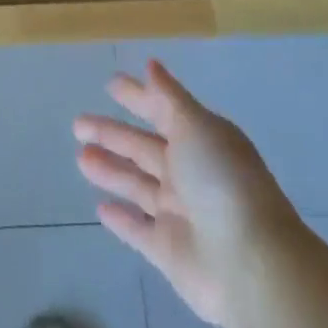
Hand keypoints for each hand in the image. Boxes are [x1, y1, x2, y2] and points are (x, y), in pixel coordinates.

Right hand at [75, 59, 302, 327]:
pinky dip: (122, 219)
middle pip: (143, 148)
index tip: (110, 84)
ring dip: (110, 170)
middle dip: (112, 134)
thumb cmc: (221, 180)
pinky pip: (139, 230)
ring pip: (137, 185)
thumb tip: (151, 64)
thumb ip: (169, 97)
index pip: (162, 111)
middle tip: (78, 123)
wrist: (249, 263)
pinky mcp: (170, 251)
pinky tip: (100, 207)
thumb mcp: (195, 125)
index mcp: (200, 139)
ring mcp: (179, 213)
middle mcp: (190, 172)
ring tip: (80, 157)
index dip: (137, 97)